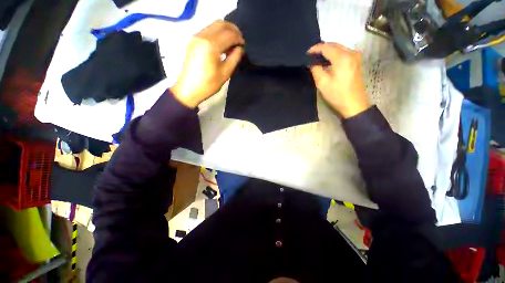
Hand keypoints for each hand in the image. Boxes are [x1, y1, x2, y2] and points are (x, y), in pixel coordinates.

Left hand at [171, 20, 244, 107]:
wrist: (188, 89)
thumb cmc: (208, 84)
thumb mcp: (225, 73)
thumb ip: (234, 58)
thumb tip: (240, 48)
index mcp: (211, 45)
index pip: (229, 34)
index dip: (239, 38)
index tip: (243, 45)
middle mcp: (202, 36)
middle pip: (221, 24)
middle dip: (233, 30)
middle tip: (239, 41)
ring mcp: (196, 37)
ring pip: (214, 25)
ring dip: (225, 31)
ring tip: (231, 44)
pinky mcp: (193, 40)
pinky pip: (208, 30)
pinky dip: (217, 33)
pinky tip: (222, 45)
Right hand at [308, 43, 370, 118]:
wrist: (354, 104)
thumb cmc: (337, 94)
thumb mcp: (322, 83)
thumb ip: (316, 69)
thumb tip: (312, 62)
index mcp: (342, 58)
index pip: (326, 47)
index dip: (315, 48)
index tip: (306, 53)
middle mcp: (351, 53)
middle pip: (334, 45)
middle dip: (321, 48)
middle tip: (311, 56)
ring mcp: (355, 56)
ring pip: (339, 48)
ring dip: (328, 51)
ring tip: (317, 59)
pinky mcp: (356, 61)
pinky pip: (343, 53)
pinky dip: (334, 55)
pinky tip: (327, 61)